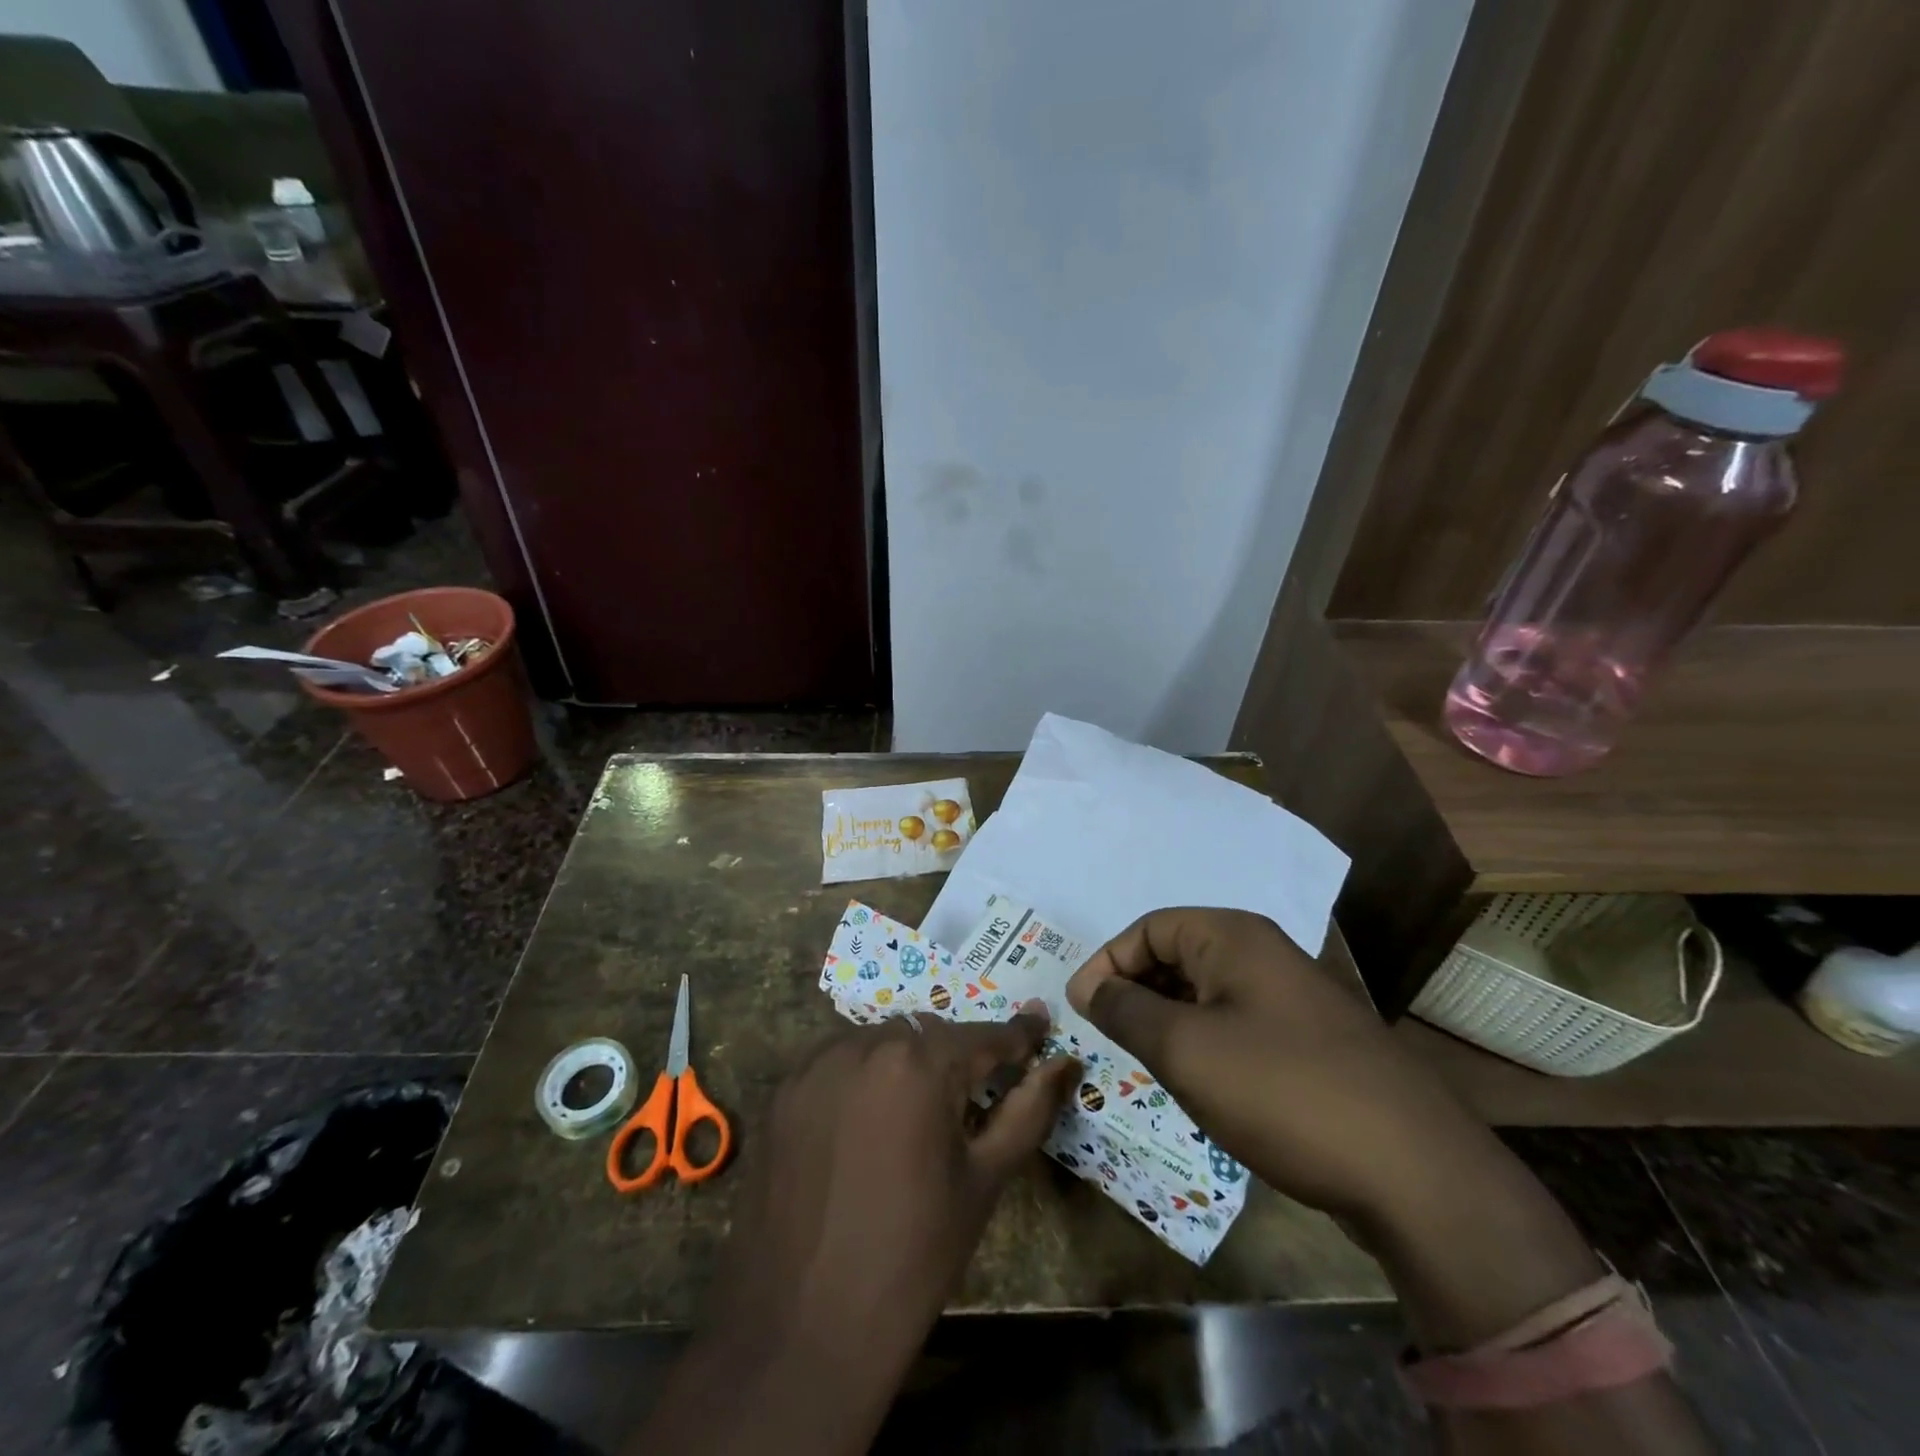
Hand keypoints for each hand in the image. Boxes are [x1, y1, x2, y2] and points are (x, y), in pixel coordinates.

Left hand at [647, 1011, 1078, 1455]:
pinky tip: (860, 1127)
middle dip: (953, 1057)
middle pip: (925, 1034)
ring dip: (902, 1064)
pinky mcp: (781, 1092)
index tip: (1038, 1029)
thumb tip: (1065, 1061)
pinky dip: (858, 1079)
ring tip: (909, 1118)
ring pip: (876, 1043)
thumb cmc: (914, 1254)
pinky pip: (834, 1064)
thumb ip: (1029, 1109)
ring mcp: (814, 1065)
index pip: (983, 1035)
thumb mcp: (984, 1180)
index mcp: (919, 1063)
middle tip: (966, 1101)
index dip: (1017, 1037)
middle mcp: (863, 1045)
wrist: (805, 1327)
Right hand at [1064, 907, 1500, 1222]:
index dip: (1107, 964)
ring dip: (1169, 1020)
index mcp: (1232, 936)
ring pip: (1205, 992)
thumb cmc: (1280, 1091)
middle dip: (1136, 991)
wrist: (1414, 1171)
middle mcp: (1263, 952)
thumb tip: (1088, 987)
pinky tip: (1202, 1084)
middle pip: (1176, 954)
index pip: (1147, 928)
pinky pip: (1237, 1022)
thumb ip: (1125, 1010)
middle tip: (1112, 1039)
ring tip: (1150, 1064)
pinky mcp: (1310, 1039)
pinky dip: (1205, 1042)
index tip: (1083, 1011)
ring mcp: (1292, 995)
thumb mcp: (1184, 1049)